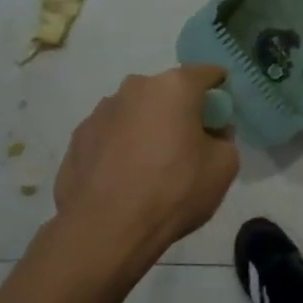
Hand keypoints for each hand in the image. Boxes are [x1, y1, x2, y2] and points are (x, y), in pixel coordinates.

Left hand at [52, 65, 238, 275]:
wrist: (106, 229)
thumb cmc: (174, 191)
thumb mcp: (225, 166)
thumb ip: (224, 139)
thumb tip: (210, 133)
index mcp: (174, 87)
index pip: (208, 73)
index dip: (221, 90)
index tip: (223, 113)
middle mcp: (134, 88)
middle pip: (168, 91)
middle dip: (182, 110)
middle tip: (190, 144)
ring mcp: (101, 111)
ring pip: (137, 112)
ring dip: (149, 127)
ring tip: (153, 166)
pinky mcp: (78, 137)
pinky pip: (112, 134)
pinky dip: (123, 146)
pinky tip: (126, 178)